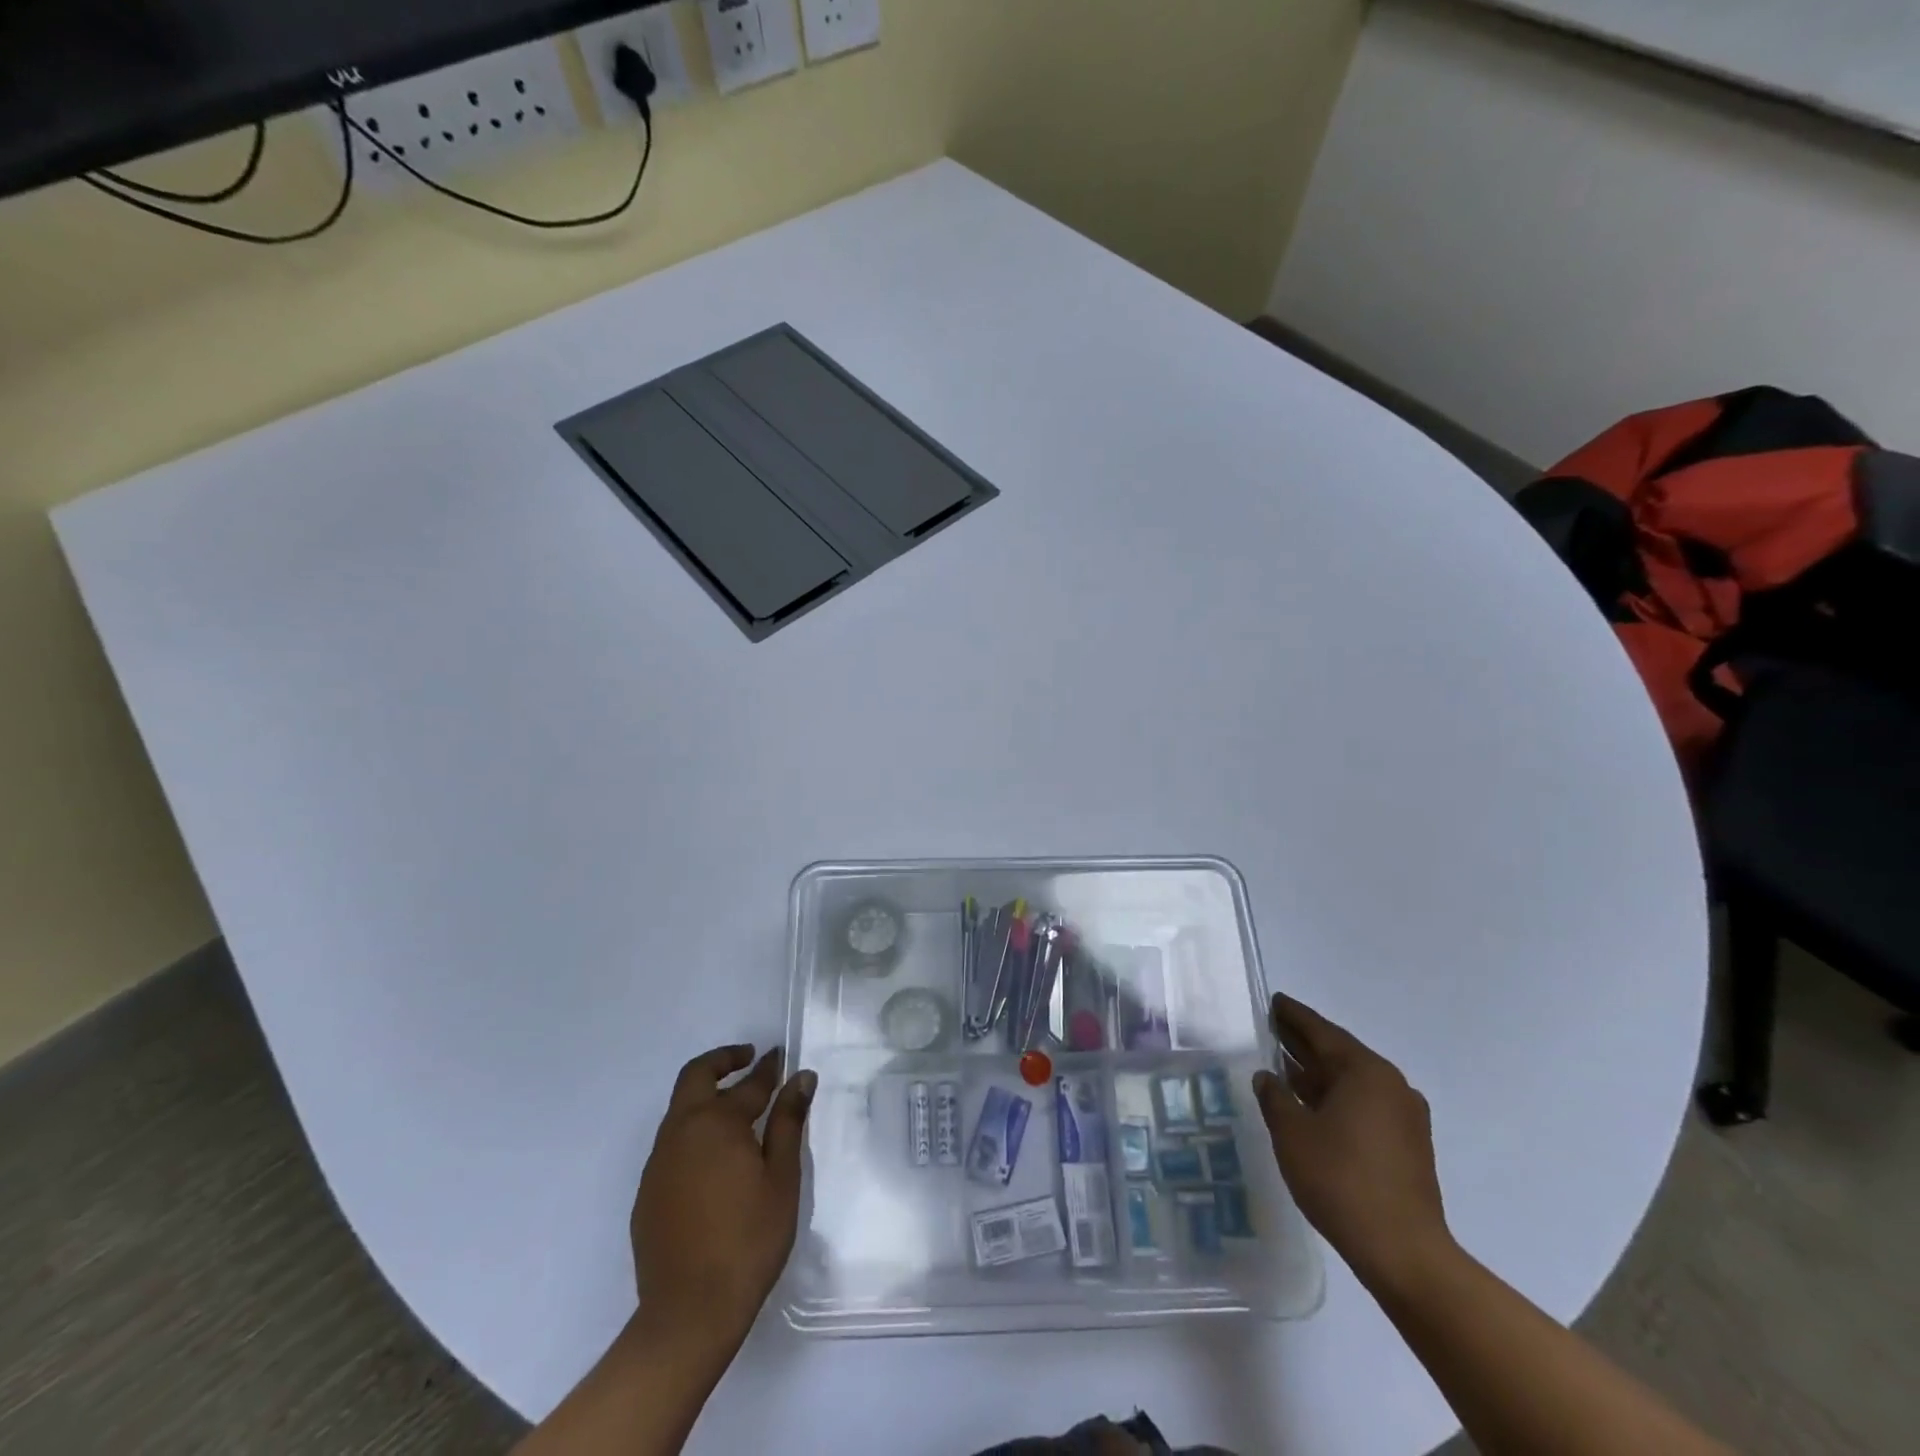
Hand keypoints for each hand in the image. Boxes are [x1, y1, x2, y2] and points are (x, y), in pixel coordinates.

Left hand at [631, 1044, 815, 1353]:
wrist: (688, 1314)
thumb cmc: (748, 1240)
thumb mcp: (782, 1179)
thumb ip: (788, 1122)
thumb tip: (801, 1077)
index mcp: (717, 1122)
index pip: (749, 1083)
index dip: (769, 1068)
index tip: (782, 1056)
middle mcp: (681, 1131)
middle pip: (696, 1076)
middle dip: (723, 1060)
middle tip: (748, 1058)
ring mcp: (659, 1162)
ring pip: (680, 1109)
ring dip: (706, 1095)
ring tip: (736, 1106)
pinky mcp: (648, 1191)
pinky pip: (672, 1142)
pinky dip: (694, 1129)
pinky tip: (714, 1155)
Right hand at [1252, 994, 1450, 1289]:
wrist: (1404, 1253)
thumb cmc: (1341, 1180)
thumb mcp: (1292, 1132)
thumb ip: (1274, 1097)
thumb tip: (1267, 1076)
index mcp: (1365, 1071)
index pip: (1321, 1031)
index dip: (1293, 1016)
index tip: (1273, 1001)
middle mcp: (1390, 1085)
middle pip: (1338, 1053)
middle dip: (1304, 1042)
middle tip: (1271, 1027)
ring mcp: (1404, 1117)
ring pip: (1351, 1082)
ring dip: (1317, 1073)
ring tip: (1281, 1065)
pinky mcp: (1407, 1146)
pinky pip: (1363, 1105)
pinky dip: (1334, 1098)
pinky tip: (1309, 1106)